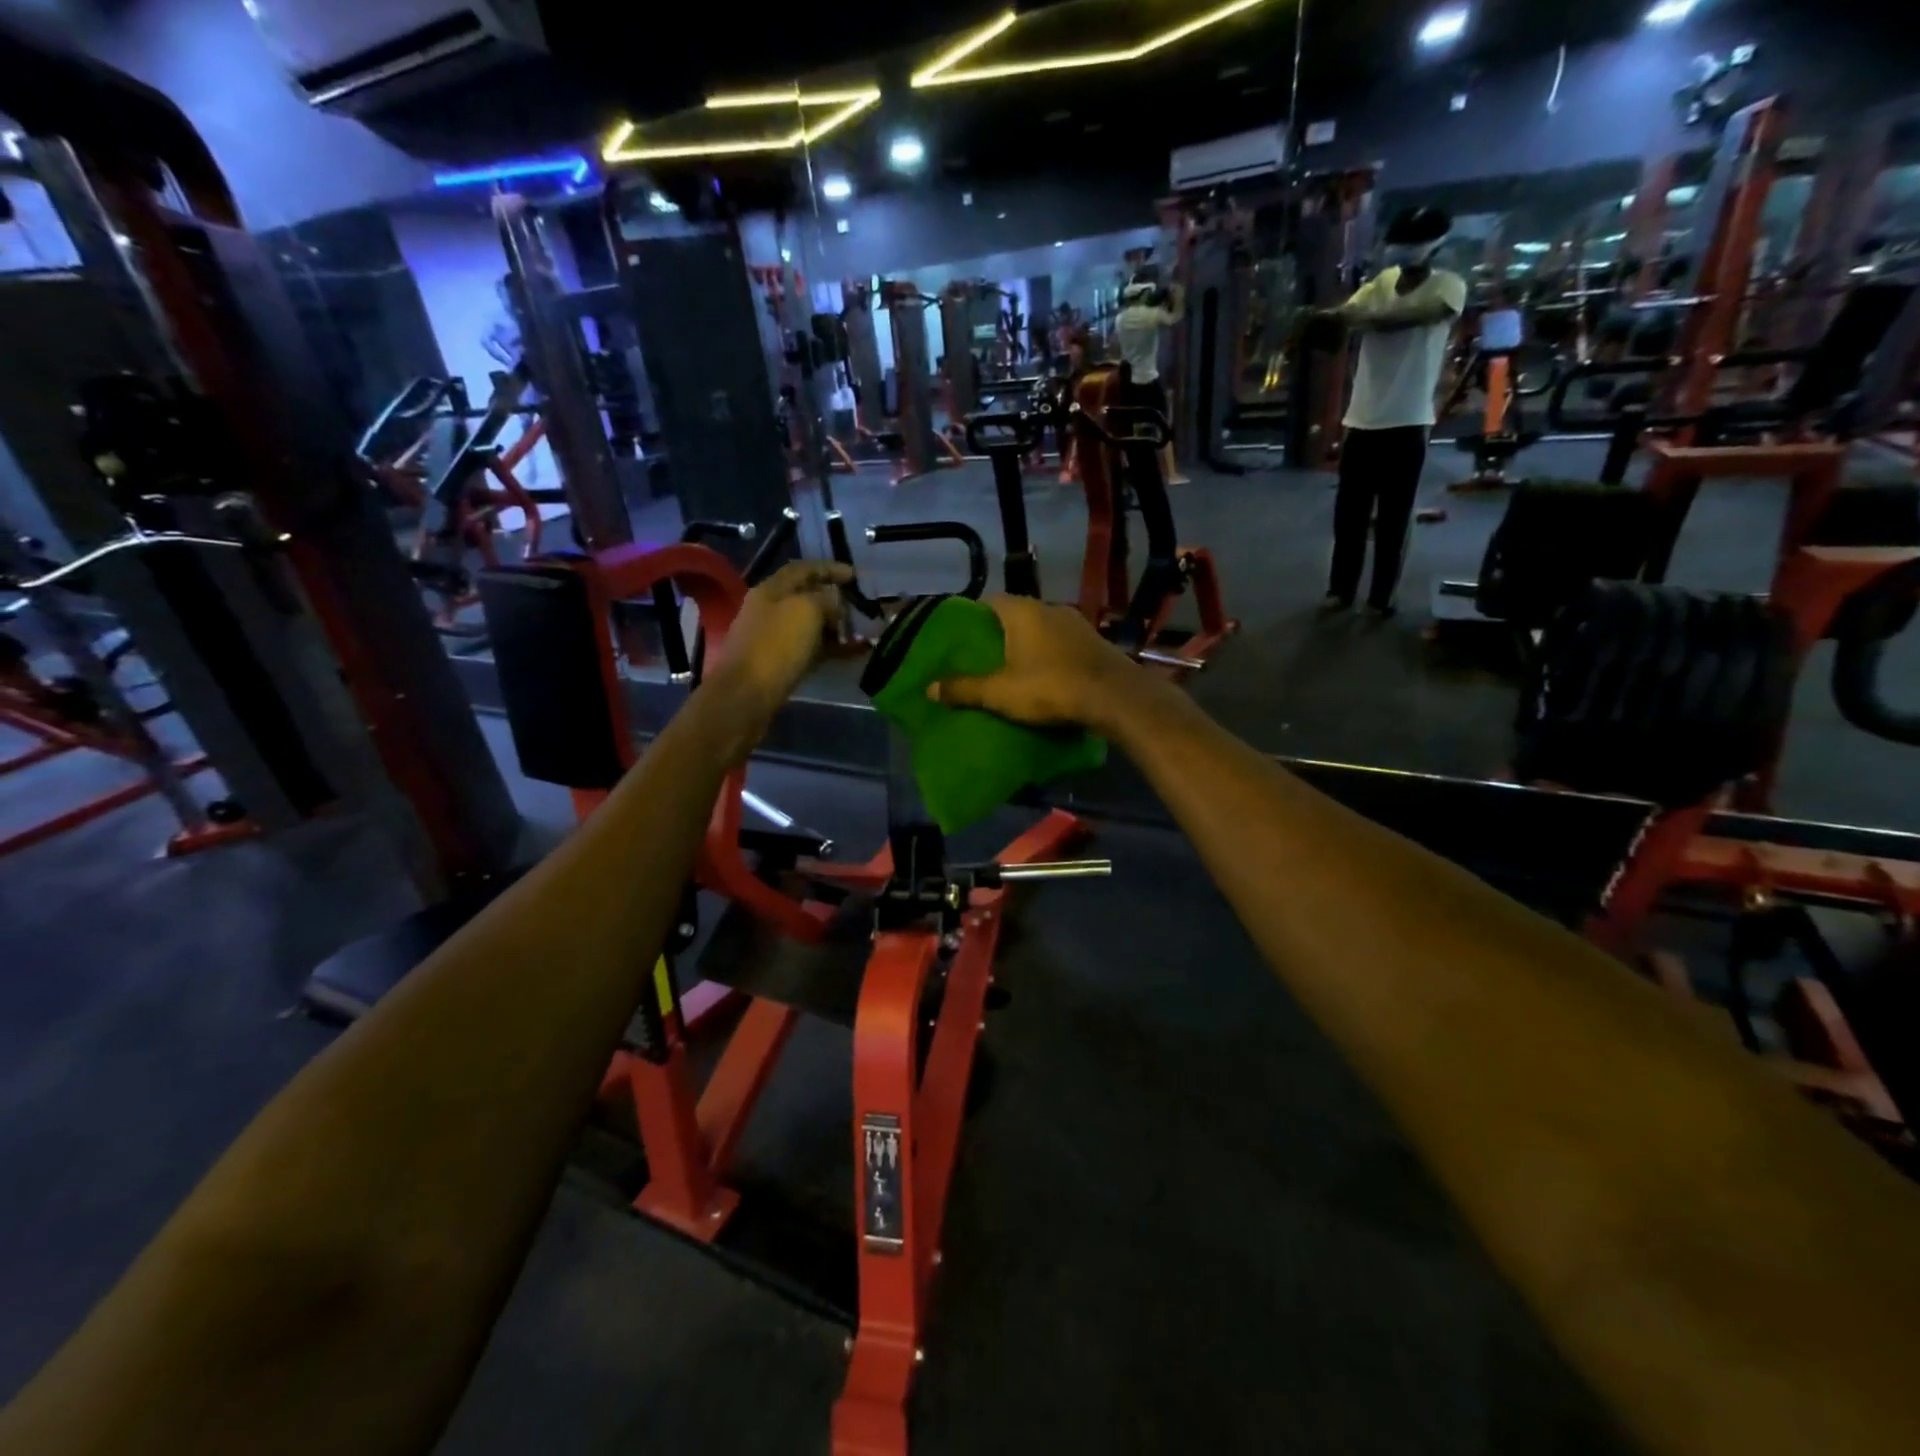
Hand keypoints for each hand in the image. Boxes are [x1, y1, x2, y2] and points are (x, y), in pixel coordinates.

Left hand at [704, 560, 849, 738]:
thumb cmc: (775, 647)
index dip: (829, 568)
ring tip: (862, 632)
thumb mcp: (806, 611)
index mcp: (771, 590)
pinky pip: (810, 650)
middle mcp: (769, 610)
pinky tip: (852, 653)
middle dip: (835, 599)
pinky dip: (831, 648)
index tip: (856, 575)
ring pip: (810, 625)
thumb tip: (835, 599)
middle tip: (861, 607)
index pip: (803, 569)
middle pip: (806, 597)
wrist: (746, 696)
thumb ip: (825, 598)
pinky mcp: (778, 665)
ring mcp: (773, 639)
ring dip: (835, 626)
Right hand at [931, 595, 1142, 732]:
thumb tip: (929, 688)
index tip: (960, 635)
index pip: (989, 601)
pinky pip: (1061, 643)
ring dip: (1027, 644)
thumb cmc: (1050, 688)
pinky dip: (1049, 654)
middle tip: (981, 655)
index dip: (972, 616)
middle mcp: (1049, 608)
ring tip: (1010, 666)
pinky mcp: (1094, 642)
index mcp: (1022, 610)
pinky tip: (1044, 674)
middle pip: (1015, 614)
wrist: (1115, 698)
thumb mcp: (1000, 692)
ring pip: (1041, 628)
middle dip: (998, 633)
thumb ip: (964, 688)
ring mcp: (1076, 623)